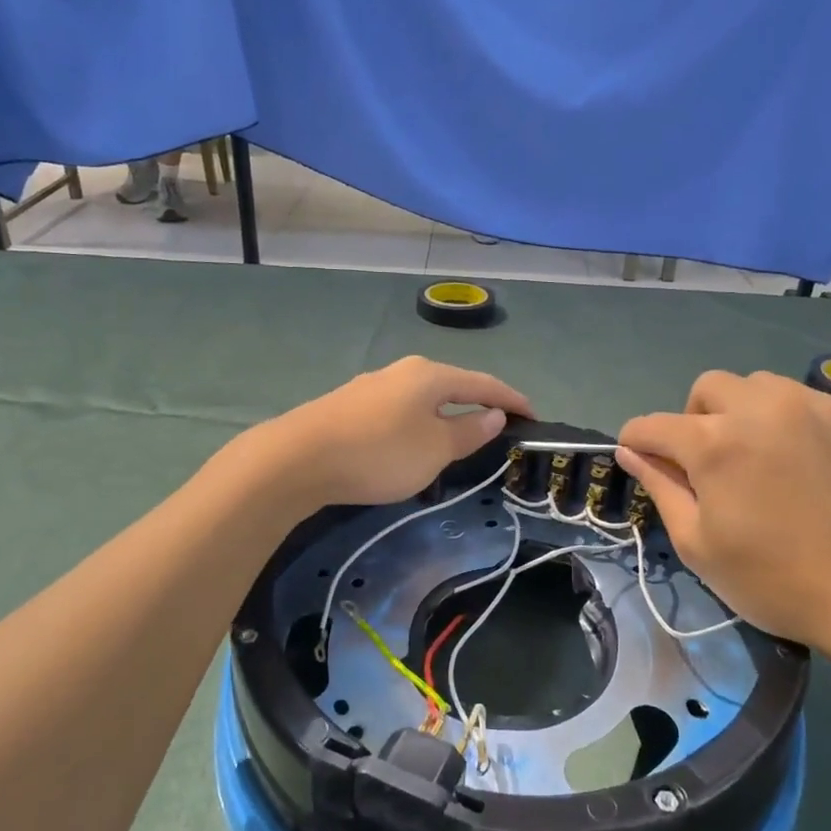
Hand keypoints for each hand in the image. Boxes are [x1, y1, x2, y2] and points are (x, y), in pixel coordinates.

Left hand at [261, 357, 533, 508]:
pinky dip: (417, 427)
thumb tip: (493, 413)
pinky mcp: (349, 407)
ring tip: (457, 444)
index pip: (484, 383)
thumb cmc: (379, 453)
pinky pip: (398, 413)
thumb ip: (469, 431)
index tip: (533, 417)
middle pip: (452, 387)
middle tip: (497, 431)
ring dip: (445, 419)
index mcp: (430, 375)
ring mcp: (371, 387)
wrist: (296, 459)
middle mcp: (402, 372)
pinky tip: (411, 447)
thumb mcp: (435, 449)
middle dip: (477, 406)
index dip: (512, 400)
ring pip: (422, 401)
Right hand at [617, 371, 830, 660]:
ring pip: (761, 386)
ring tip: (764, 458)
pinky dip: (797, 425)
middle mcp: (762, 407)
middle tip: (712, 464)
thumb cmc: (774, 580)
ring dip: (746, 413)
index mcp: (715, 441)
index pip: (652, 424)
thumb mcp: (698, 544)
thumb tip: (630, 452)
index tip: (644, 462)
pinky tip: (812, 468)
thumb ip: (660, 487)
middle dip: (696, 419)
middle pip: (708, 388)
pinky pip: (810, 404)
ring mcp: (817, 406)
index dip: (638, 443)